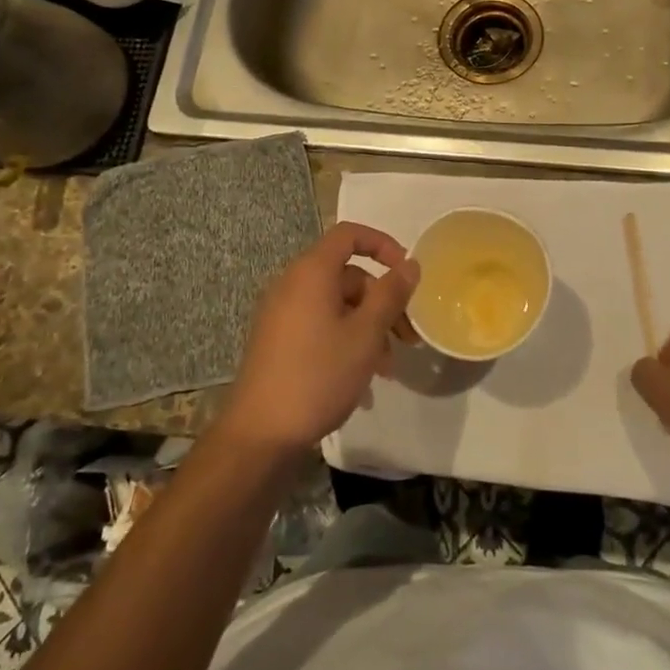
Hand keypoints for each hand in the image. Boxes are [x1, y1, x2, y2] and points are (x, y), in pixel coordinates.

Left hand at [218, 222, 419, 456]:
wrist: (260, 435)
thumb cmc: (318, 375)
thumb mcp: (365, 335)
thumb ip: (390, 295)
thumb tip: (410, 264)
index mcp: (312, 272)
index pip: (349, 234)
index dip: (383, 245)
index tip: (407, 272)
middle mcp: (293, 284)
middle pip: (348, 276)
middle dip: (383, 303)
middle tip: (408, 338)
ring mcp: (282, 313)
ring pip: (338, 305)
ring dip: (368, 328)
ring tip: (387, 369)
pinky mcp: (278, 340)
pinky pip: (320, 325)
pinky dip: (345, 341)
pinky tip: (362, 381)